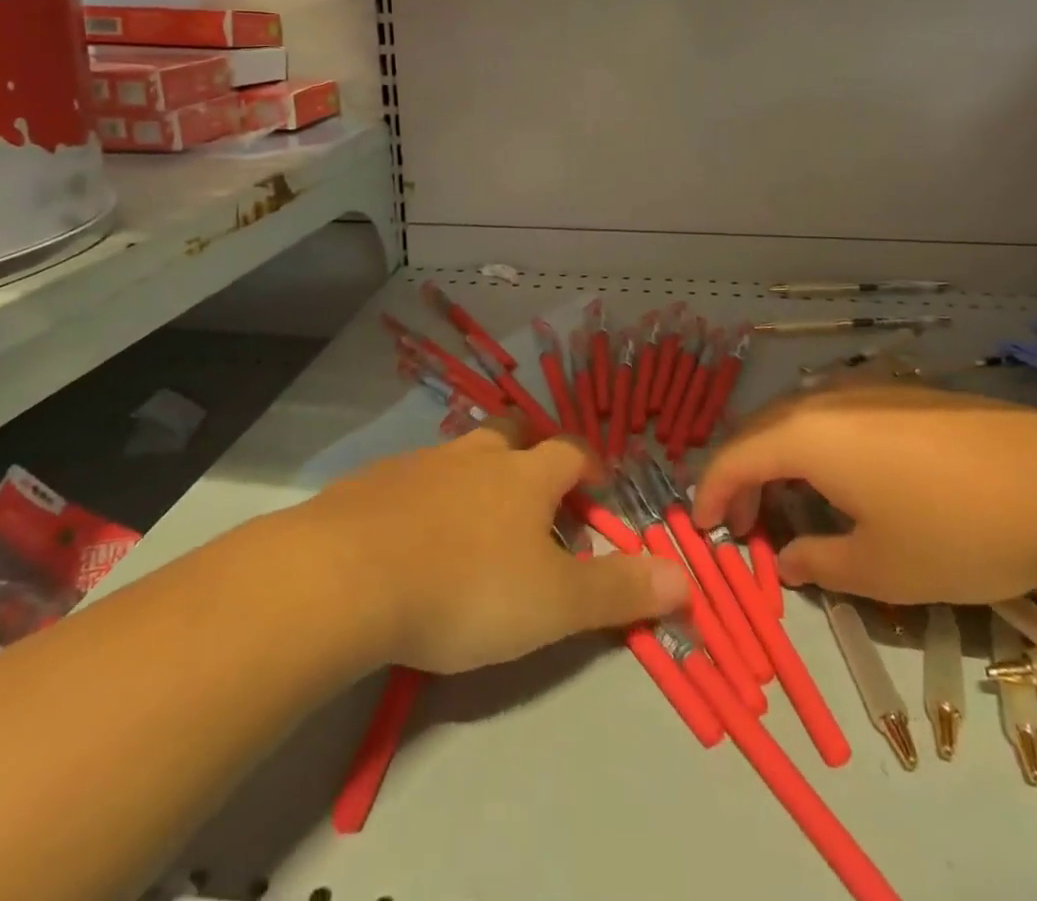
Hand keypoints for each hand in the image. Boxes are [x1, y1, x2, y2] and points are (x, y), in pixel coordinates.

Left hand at [302, 426, 688, 673]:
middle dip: (529, 452)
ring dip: (473, 476)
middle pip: (512, 434)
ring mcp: (420, 464)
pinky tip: (411, 536)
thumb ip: (619, 589)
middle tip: (534, 491)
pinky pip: (409, 480)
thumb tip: (688, 576)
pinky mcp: (372, 484)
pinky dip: (422, 498)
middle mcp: (475, 455)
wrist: (348, 576)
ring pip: (459, 454)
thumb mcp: (554, 602)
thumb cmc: (466, 587)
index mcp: (524, 475)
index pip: (570, 452)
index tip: (598, 487)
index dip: (589, 466)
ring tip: (472, 520)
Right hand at [693, 381, 1036, 605]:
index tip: (704, 529)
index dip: (711, 494)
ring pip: (798, 420)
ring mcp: (867, 390)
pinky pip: (835, 416)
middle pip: (760, 432)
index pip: (734, 457)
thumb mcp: (881, 568)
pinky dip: (816, 448)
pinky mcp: (904, 394)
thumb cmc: (957, 530)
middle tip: (743, 525)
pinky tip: (844, 480)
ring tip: (789, 504)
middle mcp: (825, 400)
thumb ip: (819, 563)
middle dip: (741, 477)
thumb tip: (786, 559)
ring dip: (779, 461)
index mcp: (806, 435)